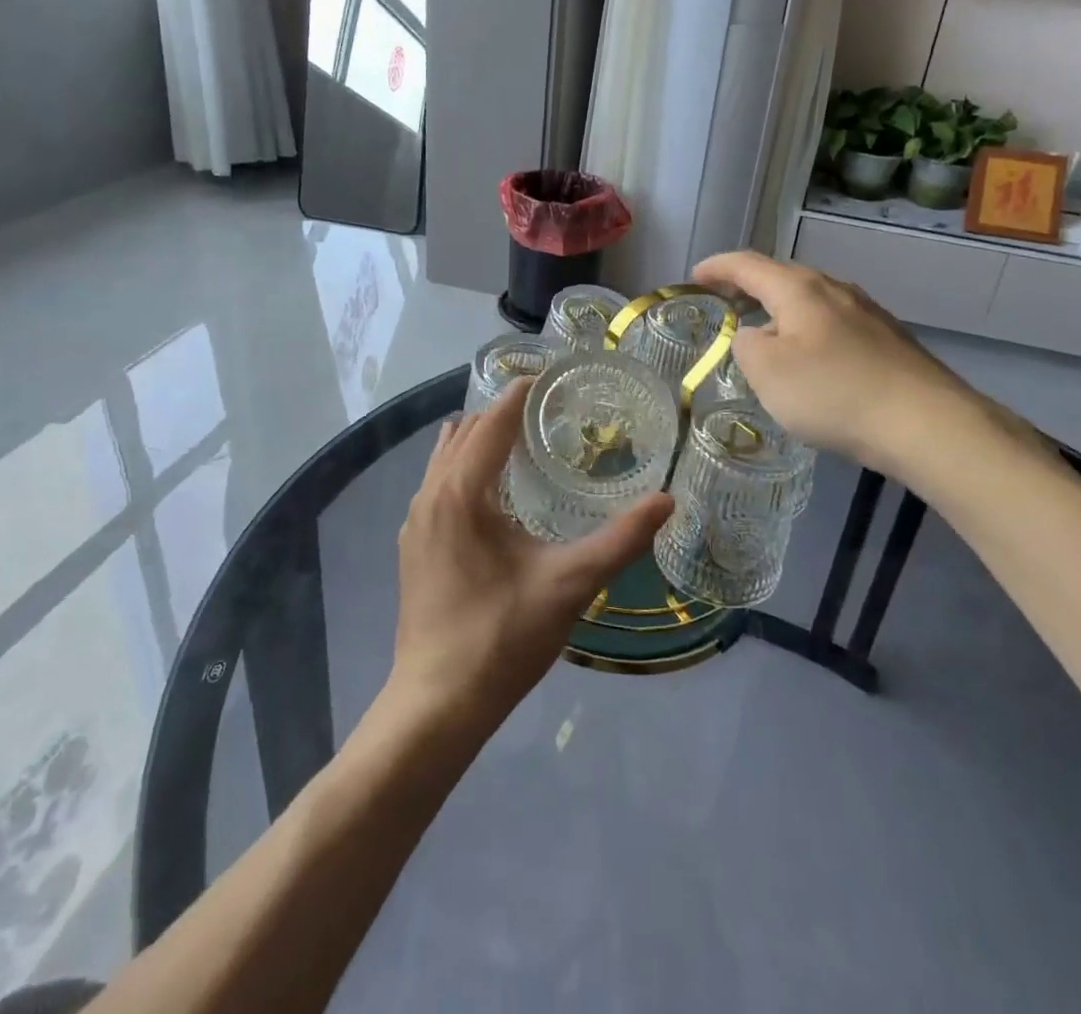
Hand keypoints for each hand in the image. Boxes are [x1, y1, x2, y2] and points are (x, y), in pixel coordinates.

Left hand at [390, 378, 672, 727]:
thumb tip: (667, 501)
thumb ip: (621, 540)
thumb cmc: (502, 637)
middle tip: (548, 410)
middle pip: (465, 432)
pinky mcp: (413, 547)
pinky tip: (492, 494)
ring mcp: (415, 522)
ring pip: (445, 458)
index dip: (521, 393)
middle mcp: (430, 495)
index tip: (552, 376)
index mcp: (462, 492)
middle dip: (502, 412)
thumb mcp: (571, 585)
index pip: (493, 421)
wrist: (436, 704)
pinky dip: (463, 468)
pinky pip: (437, 484)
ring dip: (479, 439)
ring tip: (522, 440)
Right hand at [692, 250, 975, 466]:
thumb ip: (747, 346)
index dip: (717, 268)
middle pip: (783, 278)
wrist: (925, 423)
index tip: (694, 276)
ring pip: (812, 302)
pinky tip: (811, 361)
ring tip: (765, 333)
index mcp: (799, 289)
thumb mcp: (767, 372)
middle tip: (725, 304)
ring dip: (781, 312)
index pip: (748, 265)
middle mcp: (835, 289)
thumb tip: (756, 335)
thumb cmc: (833, 392)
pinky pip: (834, 325)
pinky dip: (808, 332)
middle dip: (750, 288)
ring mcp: (867, 313)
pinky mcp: (888, 340)